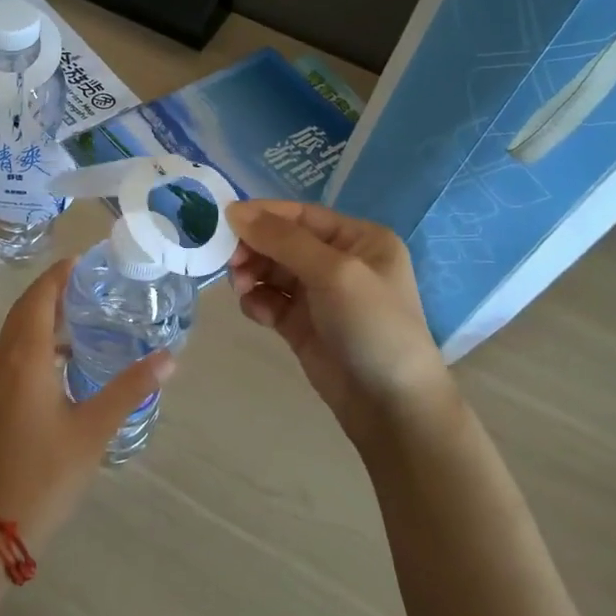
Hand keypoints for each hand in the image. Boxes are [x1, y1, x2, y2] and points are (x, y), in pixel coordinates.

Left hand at [0, 258, 172, 553]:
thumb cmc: (46, 472)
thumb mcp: (94, 428)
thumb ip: (130, 388)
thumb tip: (169, 358)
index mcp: (24, 357)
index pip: (39, 297)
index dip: (60, 274)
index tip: (86, 260)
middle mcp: (1, 359)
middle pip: (24, 309)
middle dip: (52, 289)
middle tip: (91, 282)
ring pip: (15, 331)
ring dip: (42, 315)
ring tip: (81, 313)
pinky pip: (10, 352)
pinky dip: (33, 340)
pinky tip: (61, 359)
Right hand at [226, 200, 455, 450]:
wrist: (390, 405)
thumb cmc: (373, 326)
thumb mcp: (335, 272)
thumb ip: (283, 240)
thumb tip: (234, 210)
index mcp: (358, 239)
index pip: (301, 215)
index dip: (263, 215)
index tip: (225, 221)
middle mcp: (339, 261)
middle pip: (282, 241)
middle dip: (254, 248)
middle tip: (230, 263)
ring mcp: (320, 295)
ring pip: (271, 271)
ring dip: (252, 274)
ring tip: (242, 289)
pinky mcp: (302, 325)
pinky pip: (270, 301)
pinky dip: (258, 302)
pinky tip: (258, 312)